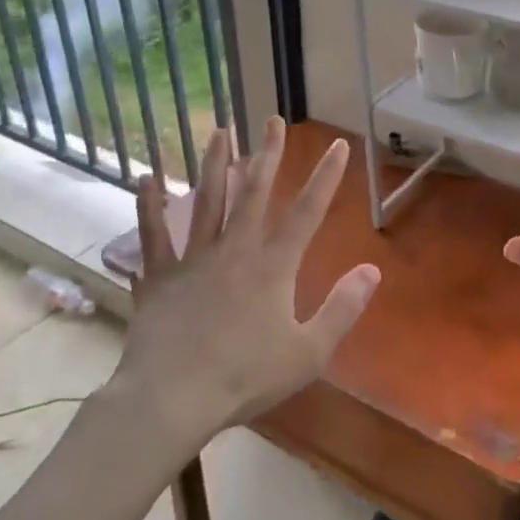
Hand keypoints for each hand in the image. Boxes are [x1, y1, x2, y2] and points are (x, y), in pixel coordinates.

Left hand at [117, 119, 379, 446]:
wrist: (173, 398)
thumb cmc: (245, 377)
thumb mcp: (309, 351)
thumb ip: (343, 308)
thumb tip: (373, 269)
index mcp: (273, 266)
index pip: (307, 212)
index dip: (325, 177)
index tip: (338, 145)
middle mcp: (235, 250)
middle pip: (254, 192)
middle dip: (268, 154)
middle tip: (272, 121)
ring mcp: (194, 258)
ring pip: (207, 200)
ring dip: (216, 163)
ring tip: (221, 131)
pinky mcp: (160, 275)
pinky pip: (153, 233)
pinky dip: (149, 205)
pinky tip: (146, 177)